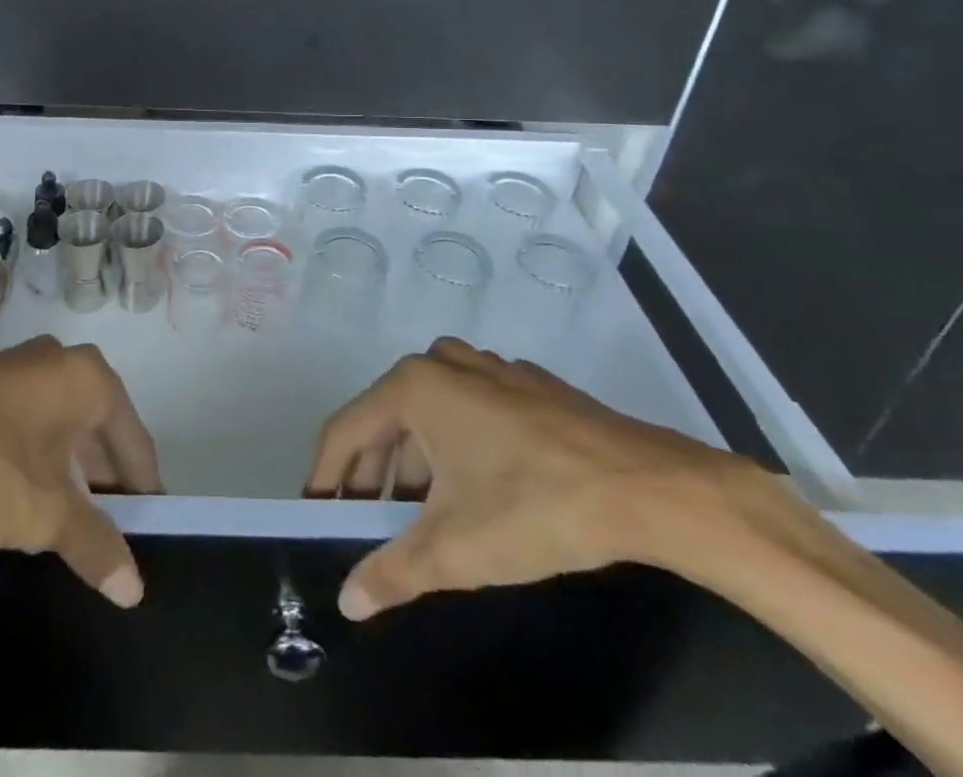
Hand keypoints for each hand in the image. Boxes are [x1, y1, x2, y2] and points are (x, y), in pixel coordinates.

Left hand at [0, 335, 162, 606]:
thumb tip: (134, 588)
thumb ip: (96, 545)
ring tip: (66, 516)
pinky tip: (20, 489)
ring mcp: (14, 364)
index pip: (133, 439)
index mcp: (89, 378)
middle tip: (108, 527)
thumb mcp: (47, 515)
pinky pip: (24, 418)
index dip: (143, 487)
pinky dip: (33, 453)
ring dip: (67, 465)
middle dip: (104, 476)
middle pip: (98, 425)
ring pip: (58, 420)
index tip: (149, 527)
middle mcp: (58, 358)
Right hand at [306, 337, 755, 619]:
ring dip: (414, 461)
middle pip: (387, 418)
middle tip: (369, 525)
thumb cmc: (533, 507)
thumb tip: (347, 600)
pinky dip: (455, 444)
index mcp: (413, 386)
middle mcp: (442, 363)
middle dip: (373, 475)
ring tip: (421, 514)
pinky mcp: (525, 384)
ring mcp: (488, 368)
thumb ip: (392, 572)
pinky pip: (469, 408)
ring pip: (429, 412)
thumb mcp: (454, 549)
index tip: (317, 516)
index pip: (346, 431)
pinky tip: (476, 486)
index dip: (325, 477)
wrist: (646, 488)